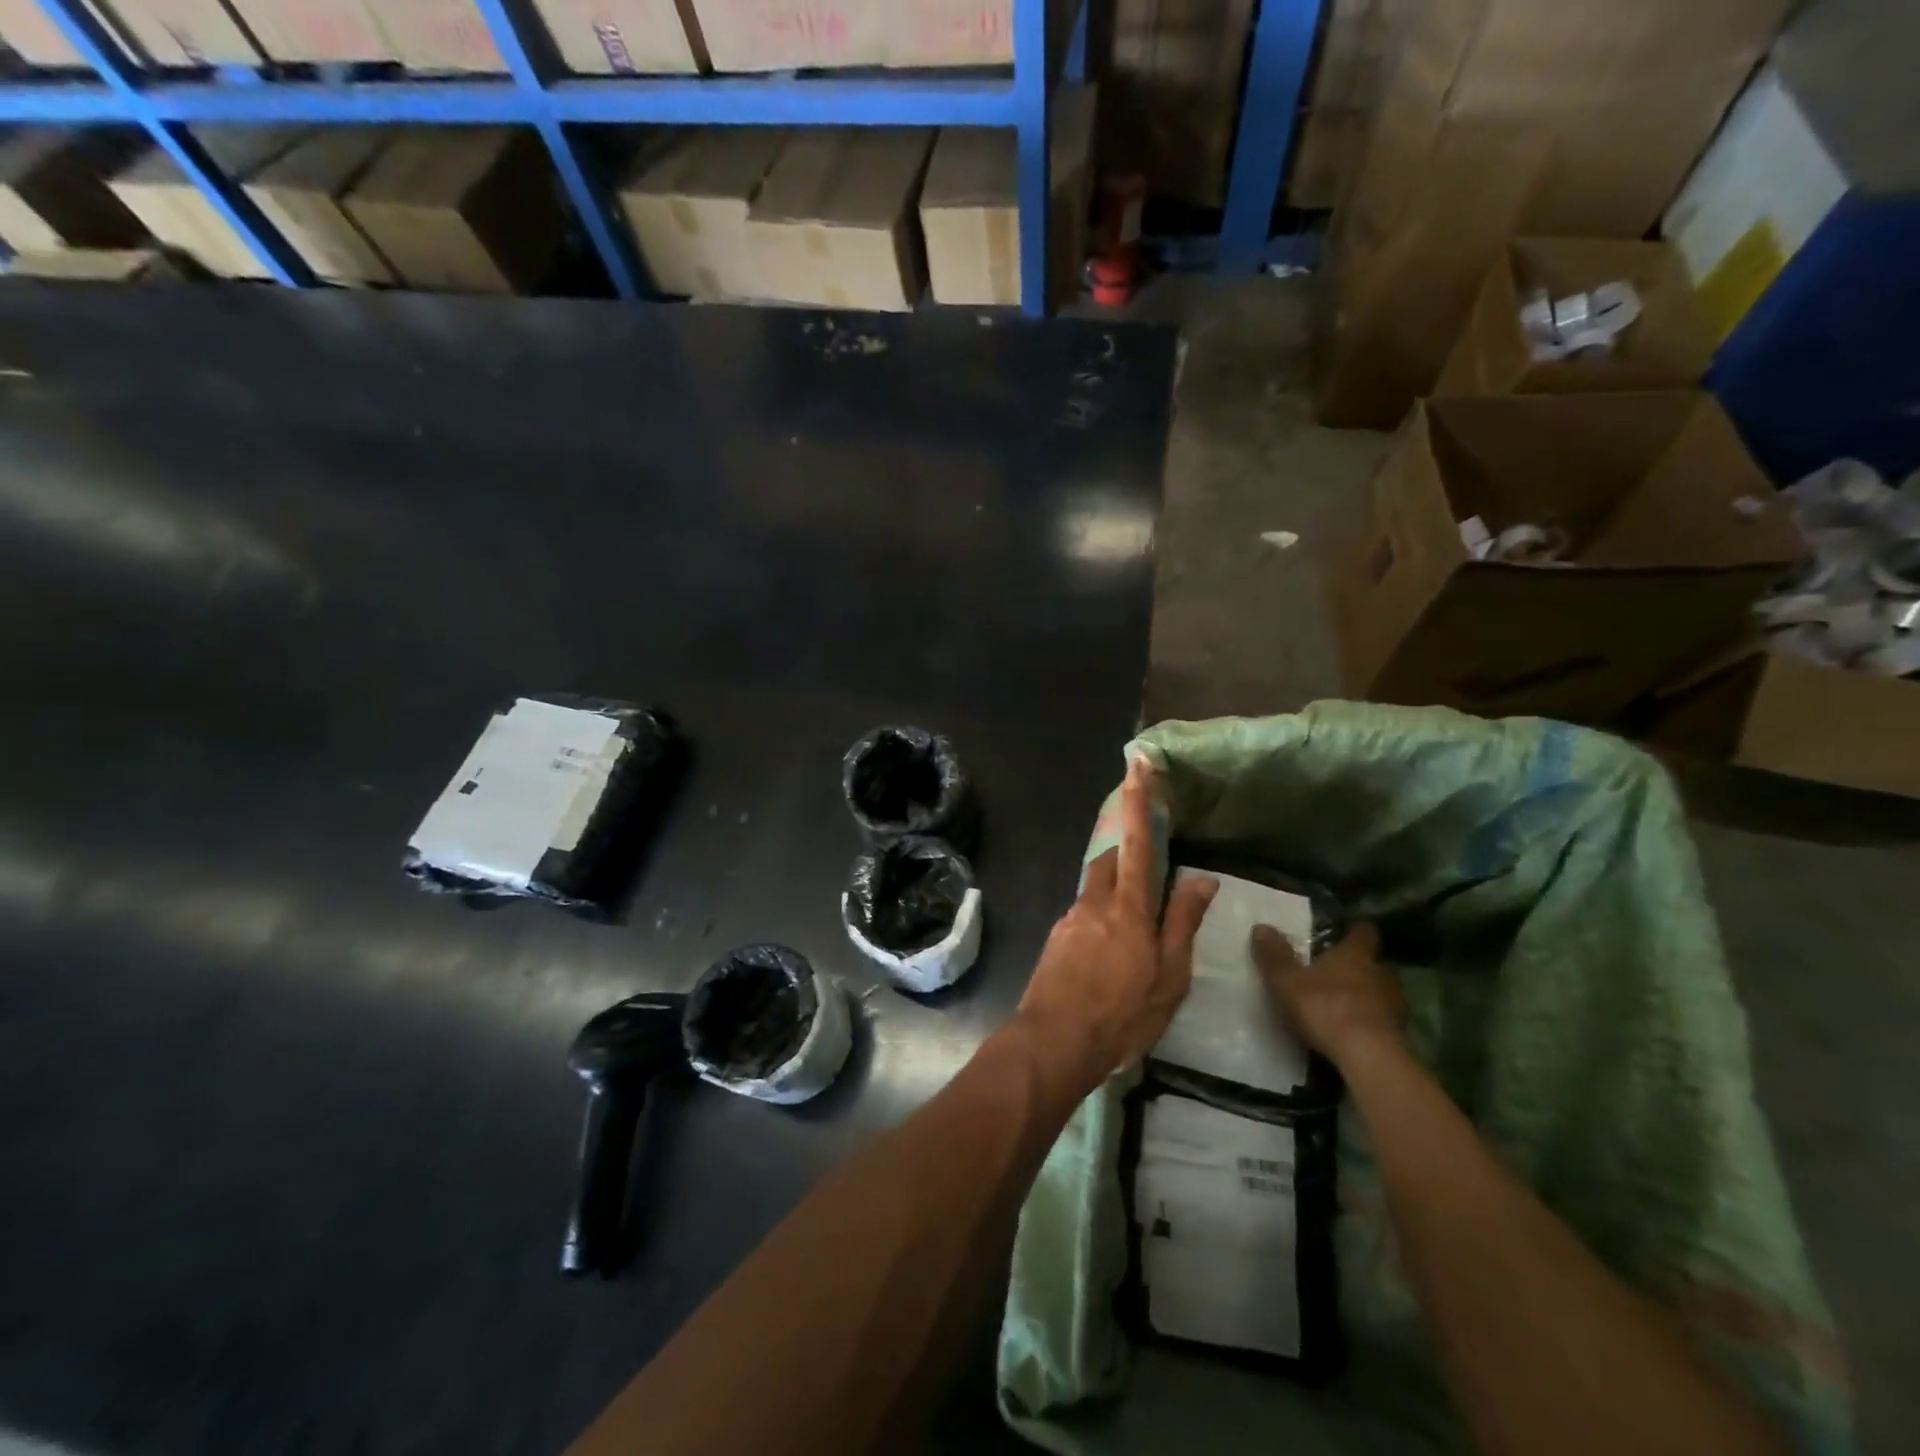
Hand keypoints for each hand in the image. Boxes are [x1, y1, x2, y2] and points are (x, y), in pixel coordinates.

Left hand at [1016, 757, 1217, 1092]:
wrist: (1053, 1042)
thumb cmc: (1121, 1014)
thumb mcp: (1169, 977)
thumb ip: (1182, 923)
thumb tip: (1202, 879)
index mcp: (1127, 907)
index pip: (1137, 841)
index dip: (1139, 801)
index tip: (1137, 763)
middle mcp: (1094, 902)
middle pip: (1110, 860)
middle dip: (1128, 854)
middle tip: (1150, 876)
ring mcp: (1070, 920)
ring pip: (1095, 889)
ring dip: (1115, 893)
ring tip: (1135, 932)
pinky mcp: (1056, 939)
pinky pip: (1083, 915)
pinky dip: (1101, 920)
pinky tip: (1109, 956)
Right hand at [1252, 922, 1405, 1066]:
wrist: (1368, 1058)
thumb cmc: (1326, 1008)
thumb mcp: (1287, 981)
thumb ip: (1275, 955)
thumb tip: (1261, 927)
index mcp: (1356, 954)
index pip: (1363, 932)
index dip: (1354, 931)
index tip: (1345, 933)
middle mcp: (1381, 973)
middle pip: (1375, 963)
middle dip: (1360, 967)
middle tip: (1338, 972)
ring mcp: (1395, 1005)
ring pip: (1382, 992)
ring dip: (1368, 996)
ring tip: (1346, 1004)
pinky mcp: (1400, 1035)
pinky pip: (1384, 1020)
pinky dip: (1372, 1022)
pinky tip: (1355, 1032)